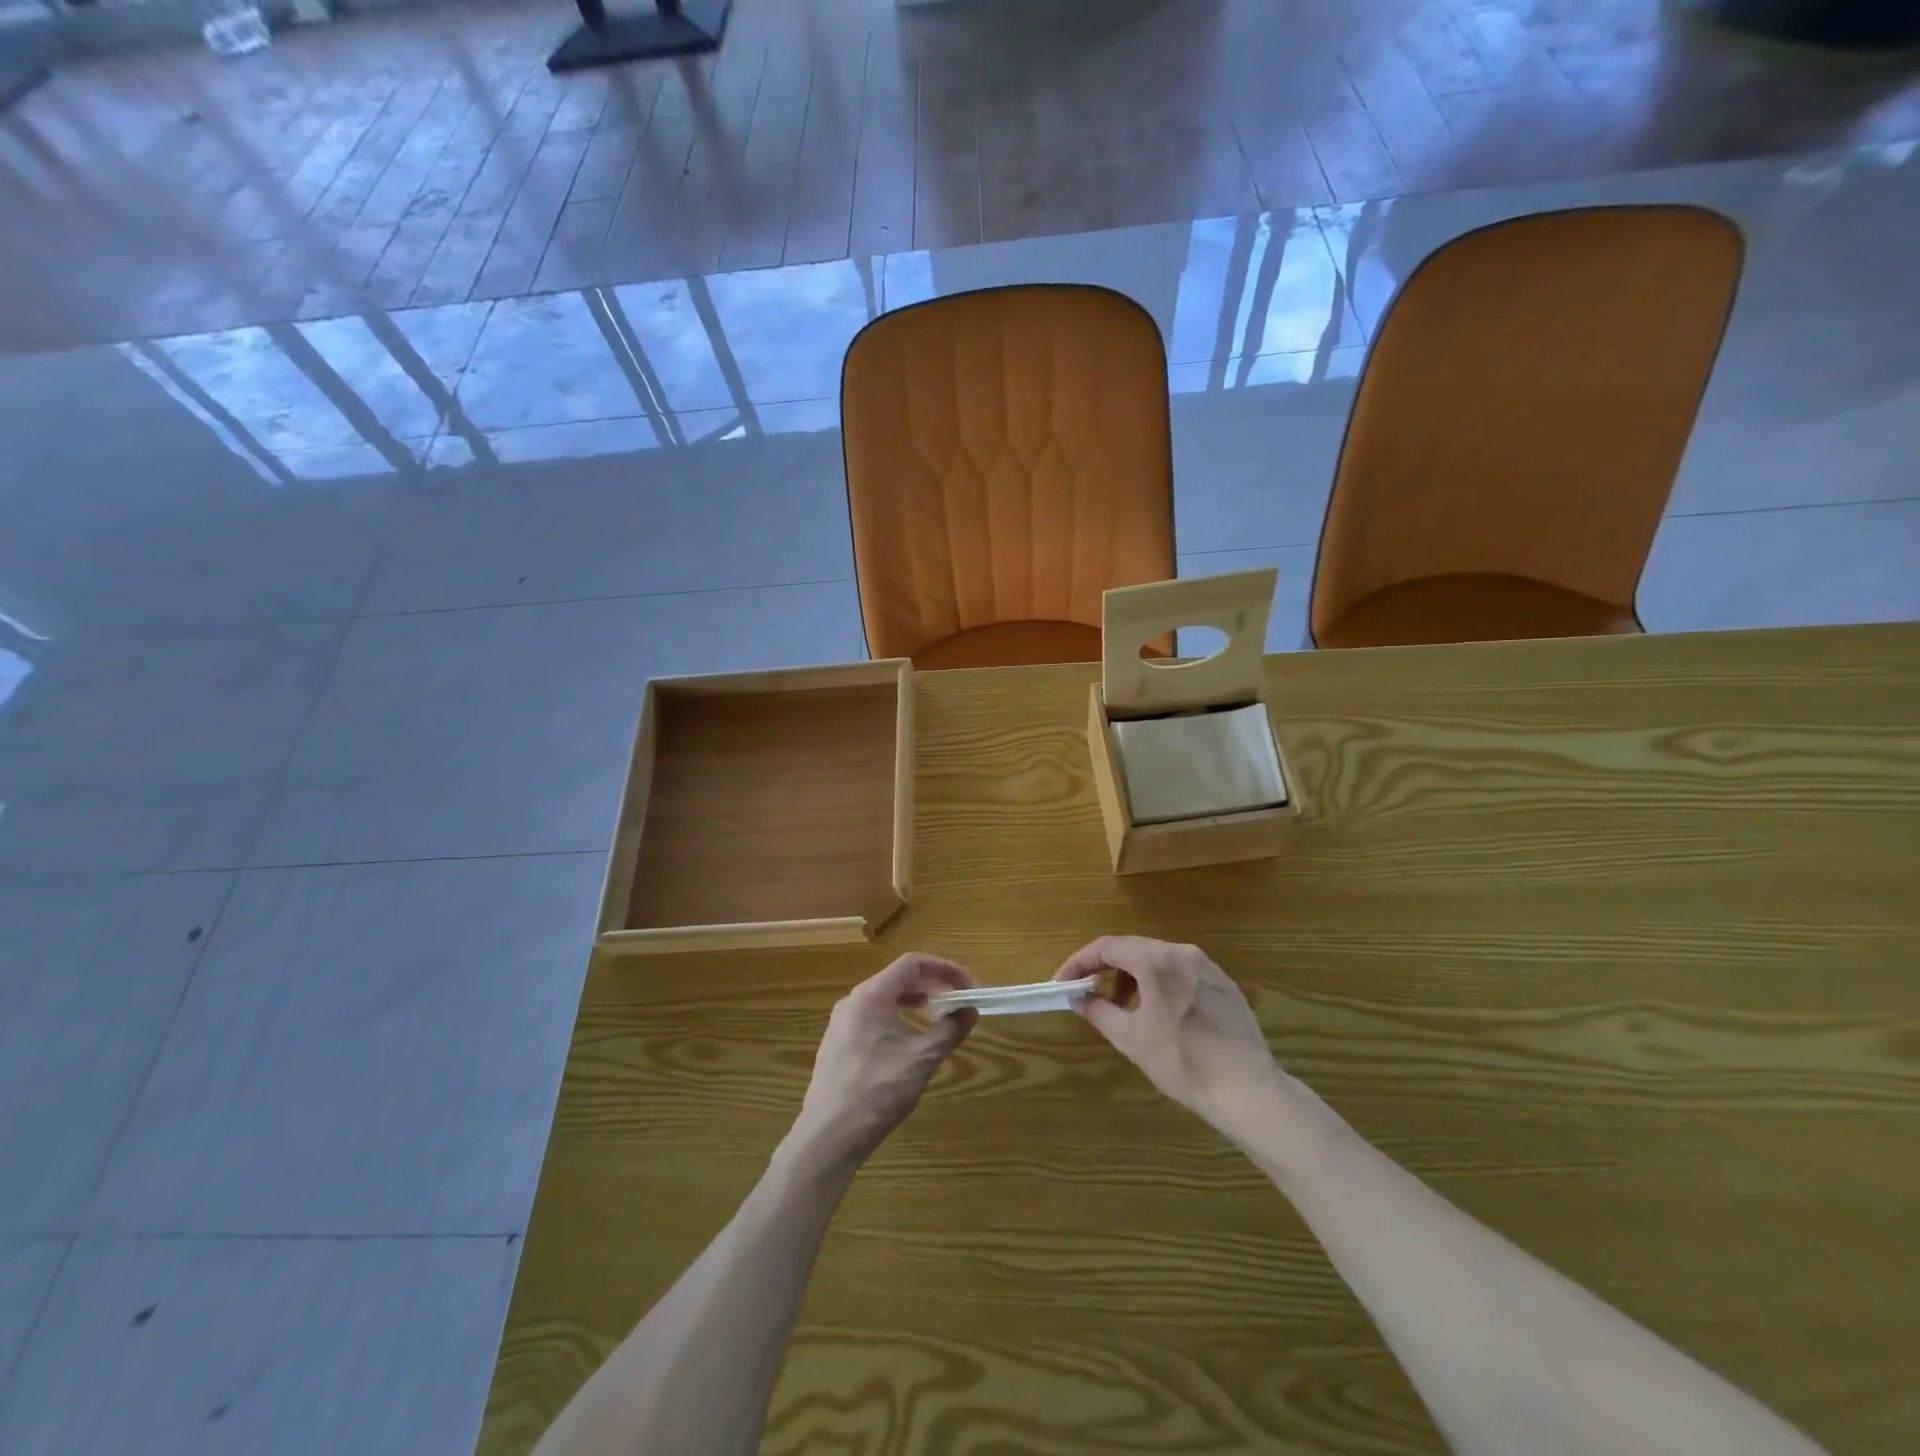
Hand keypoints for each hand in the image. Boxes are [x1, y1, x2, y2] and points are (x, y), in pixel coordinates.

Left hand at [790, 954, 978, 1174]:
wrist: (828, 1137)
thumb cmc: (878, 1091)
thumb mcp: (922, 1059)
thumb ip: (949, 1030)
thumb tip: (969, 1010)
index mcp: (871, 995)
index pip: (913, 963)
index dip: (945, 969)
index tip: (969, 987)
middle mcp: (853, 1001)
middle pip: (898, 978)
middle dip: (932, 985)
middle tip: (958, 1001)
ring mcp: (841, 1024)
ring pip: (884, 999)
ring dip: (915, 1002)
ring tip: (937, 1016)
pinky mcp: (837, 1046)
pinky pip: (873, 1018)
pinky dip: (897, 1018)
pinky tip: (908, 1042)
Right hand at [1056, 937, 1283, 1132]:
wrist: (1247, 1089)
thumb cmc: (1182, 1061)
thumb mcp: (1131, 1039)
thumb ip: (1098, 1011)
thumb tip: (1077, 998)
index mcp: (1156, 960)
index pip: (1106, 947)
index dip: (1079, 962)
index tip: (1063, 983)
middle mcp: (1182, 952)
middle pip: (1133, 949)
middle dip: (1106, 970)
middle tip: (1090, 996)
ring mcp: (1208, 967)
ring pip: (1159, 960)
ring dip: (1134, 978)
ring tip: (1125, 1010)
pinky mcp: (1225, 985)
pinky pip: (1182, 973)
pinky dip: (1161, 984)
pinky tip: (1161, 1015)